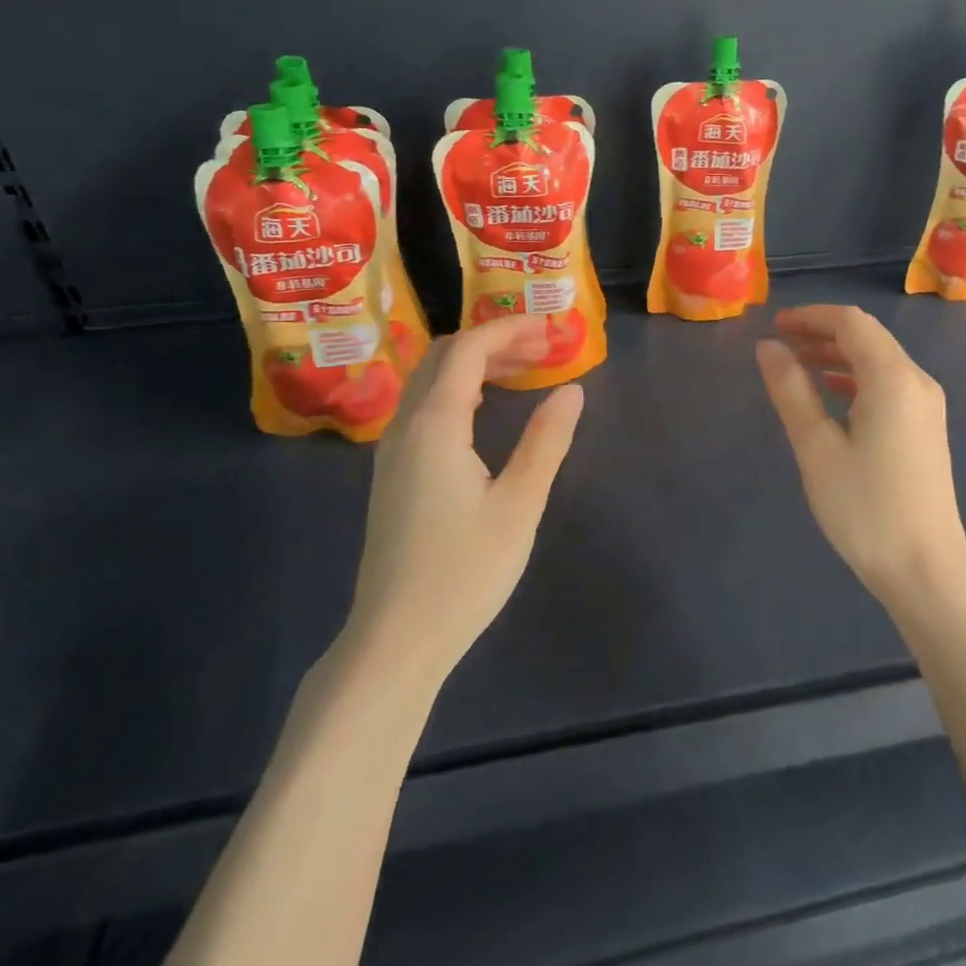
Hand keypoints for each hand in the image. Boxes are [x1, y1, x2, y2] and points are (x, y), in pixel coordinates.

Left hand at [347, 316, 583, 681]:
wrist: (395, 638)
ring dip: (475, 364)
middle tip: (542, 348)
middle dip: (493, 340)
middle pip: (444, 357)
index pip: (468, 350)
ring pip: (430, 381)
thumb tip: (572, 389)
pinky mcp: (394, 472)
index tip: (550, 327)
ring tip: (523, 370)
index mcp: (435, 425)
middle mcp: (405, 426)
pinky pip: (424, 407)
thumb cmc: (464, 572)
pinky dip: (459, 389)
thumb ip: (546, 441)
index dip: (509, 329)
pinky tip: (486, 410)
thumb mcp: (519, 505)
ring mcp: (393, 450)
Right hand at [756, 305, 965, 602]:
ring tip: (797, 364)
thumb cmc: (865, 508)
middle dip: (823, 332)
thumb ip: (791, 391)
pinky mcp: (926, 426)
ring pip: (879, 360)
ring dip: (838, 355)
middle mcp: (917, 381)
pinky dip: (856, 378)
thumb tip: (767, 347)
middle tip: (780, 342)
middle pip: (868, 336)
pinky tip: (831, 394)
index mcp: (892, 378)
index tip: (774, 325)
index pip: (851, 323)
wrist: (925, 568)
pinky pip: (888, 383)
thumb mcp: (817, 447)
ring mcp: (926, 404)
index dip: (811, 317)